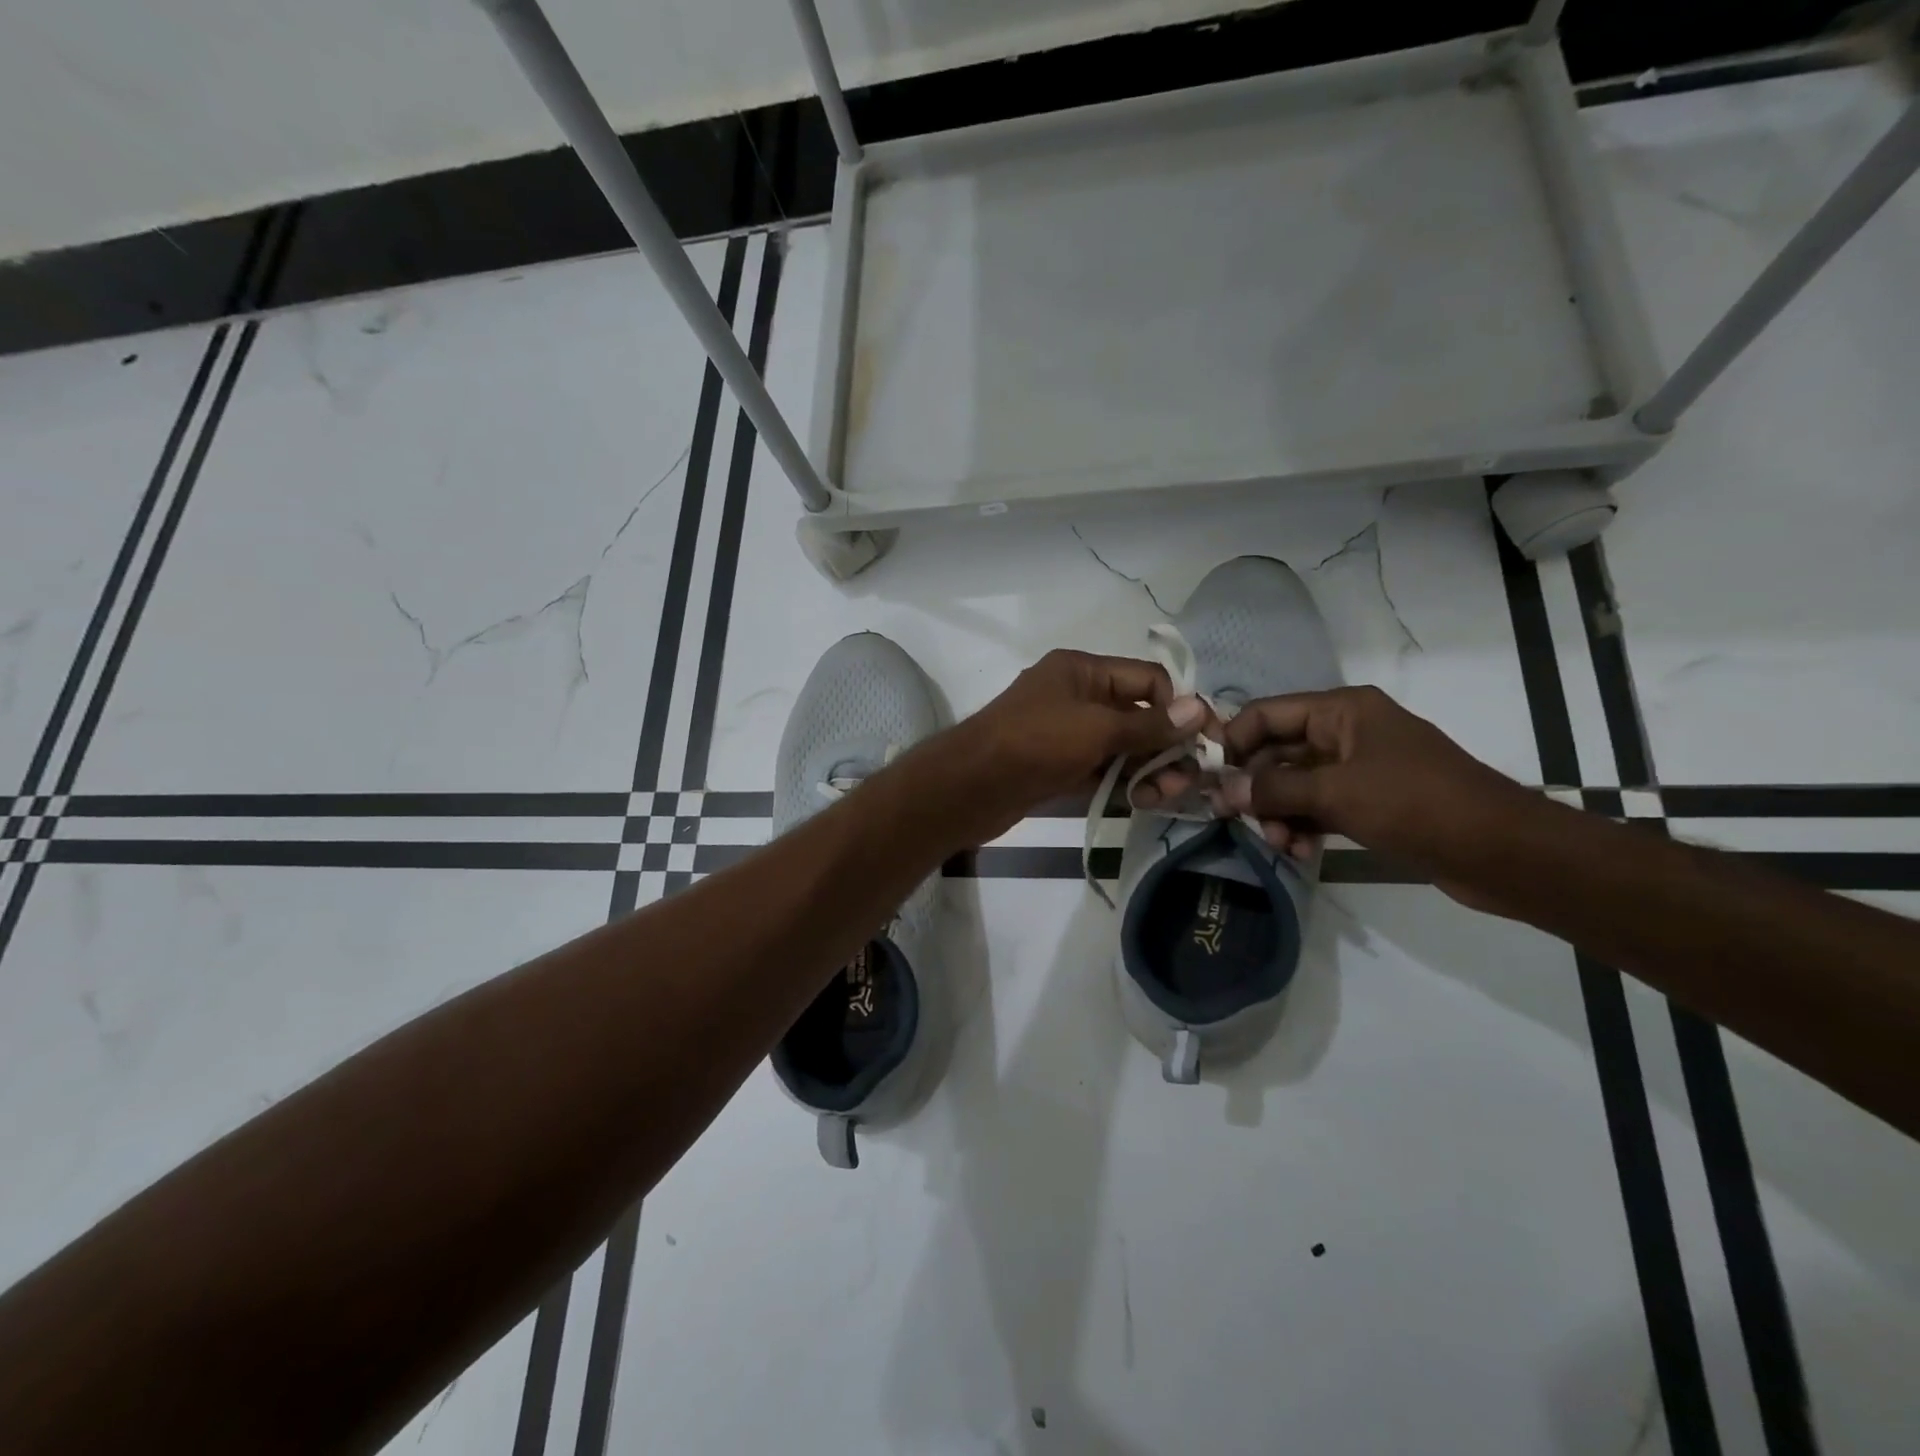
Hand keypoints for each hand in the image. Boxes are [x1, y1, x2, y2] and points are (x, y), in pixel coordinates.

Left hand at [937, 649, 1210, 843]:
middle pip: (1137, 714)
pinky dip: (1123, 782)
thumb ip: (1149, 723)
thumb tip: (1199, 709)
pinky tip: (1144, 801)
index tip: (1205, 741)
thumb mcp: (1096, 728)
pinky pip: (1102, 769)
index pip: (1147, 678)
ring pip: (1121, 747)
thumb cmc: (1035, 743)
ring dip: (1148, 769)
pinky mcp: (1058, 767)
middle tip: (1188, 780)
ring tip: (1164, 797)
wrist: (971, 786)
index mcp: (1082, 670)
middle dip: (1166, 745)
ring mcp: (1066, 734)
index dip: (1178, 706)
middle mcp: (1076, 696)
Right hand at [1167, 686, 1532, 892]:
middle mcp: (1345, 732)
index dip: (1234, 742)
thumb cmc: (1417, 804)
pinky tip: (1300, 852)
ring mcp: (1358, 768)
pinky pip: (1319, 806)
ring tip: (1279, 845)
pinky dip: (1304, 826)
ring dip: (1279, 813)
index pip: (1266, 713)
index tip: (1211, 780)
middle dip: (1256, 788)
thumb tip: (1222, 791)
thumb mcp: (1337, 793)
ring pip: (1295, 784)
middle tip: (1238, 821)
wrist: (1502, 851)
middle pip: (1277, 752)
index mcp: (1341, 711)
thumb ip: (1274, 790)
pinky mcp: (1370, 802)